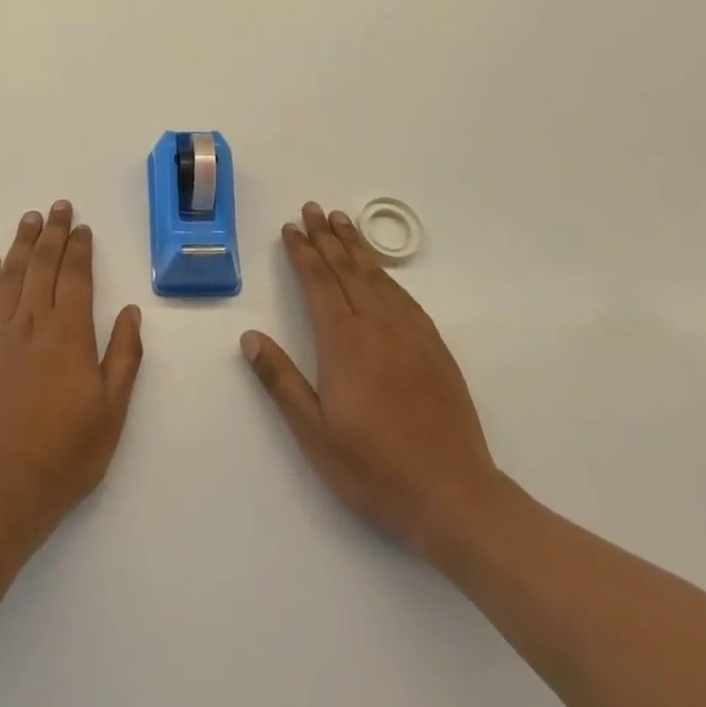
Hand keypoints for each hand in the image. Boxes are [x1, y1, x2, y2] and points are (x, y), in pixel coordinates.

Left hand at [0, 201, 143, 548]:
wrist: (1, 491)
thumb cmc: (65, 454)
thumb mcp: (111, 412)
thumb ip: (123, 357)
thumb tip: (130, 312)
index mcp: (69, 335)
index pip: (75, 276)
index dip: (79, 248)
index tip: (81, 227)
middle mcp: (32, 323)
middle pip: (43, 265)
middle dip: (52, 233)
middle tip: (57, 207)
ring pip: (11, 276)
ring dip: (22, 244)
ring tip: (30, 219)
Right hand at [241, 203, 503, 567]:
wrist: (455, 498)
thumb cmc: (375, 469)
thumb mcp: (314, 434)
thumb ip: (281, 381)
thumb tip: (250, 337)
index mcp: (343, 342)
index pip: (318, 282)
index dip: (303, 252)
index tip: (291, 228)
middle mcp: (377, 327)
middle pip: (347, 269)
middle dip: (327, 236)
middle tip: (313, 208)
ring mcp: (410, 335)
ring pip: (377, 277)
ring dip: (356, 246)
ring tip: (342, 221)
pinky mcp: (435, 349)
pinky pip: (405, 298)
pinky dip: (387, 275)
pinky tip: (381, 271)